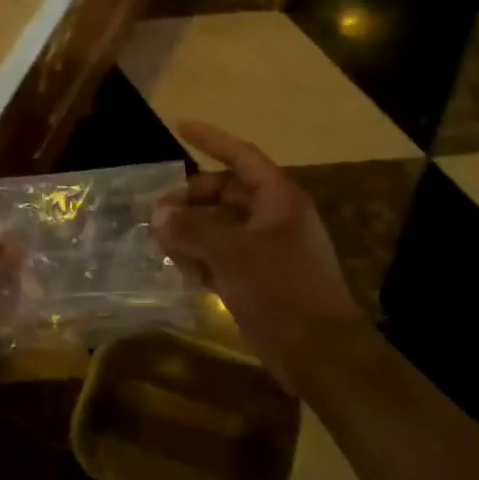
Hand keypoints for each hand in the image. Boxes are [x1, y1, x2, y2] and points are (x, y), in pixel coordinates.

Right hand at [152, 121, 364, 388]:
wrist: (320, 353)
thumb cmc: (281, 289)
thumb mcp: (231, 254)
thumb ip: (192, 229)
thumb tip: (158, 213)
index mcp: (278, 199)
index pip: (241, 156)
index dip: (211, 140)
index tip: (180, 127)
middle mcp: (274, 218)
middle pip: (227, 193)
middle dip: (192, 197)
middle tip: (158, 213)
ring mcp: (268, 250)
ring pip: (222, 226)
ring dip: (192, 230)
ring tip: (160, 240)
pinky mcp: (261, 280)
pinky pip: (224, 256)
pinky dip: (201, 257)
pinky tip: (177, 268)